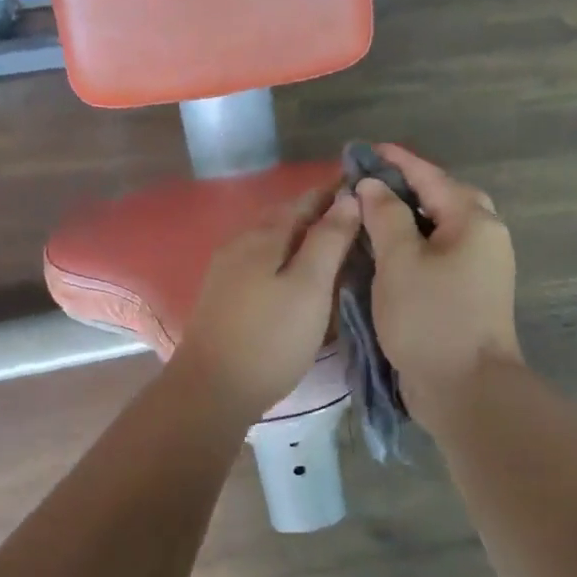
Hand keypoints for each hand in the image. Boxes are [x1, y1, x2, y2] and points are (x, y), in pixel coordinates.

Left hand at [172, 187, 361, 421]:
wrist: (211, 390)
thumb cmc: (270, 338)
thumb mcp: (309, 287)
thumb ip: (329, 240)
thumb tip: (348, 197)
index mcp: (264, 235)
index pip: (305, 199)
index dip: (334, 191)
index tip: (365, 187)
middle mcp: (241, 243)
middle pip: (285, 217)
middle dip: (319, 212)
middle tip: (356, 218)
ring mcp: (227, 270)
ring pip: (272, 240)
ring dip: (302, 236)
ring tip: (334, 245)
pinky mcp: (223, 295)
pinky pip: (262, 262)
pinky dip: (286, 258)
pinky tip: (299, 275)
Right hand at [354, 146, 520, 432]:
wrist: (466, 389)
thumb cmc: (431, 319)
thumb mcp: (400, 261)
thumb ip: (385, 215)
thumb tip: (373, 185)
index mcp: (474, 222)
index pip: (431, 177)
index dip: (397, 161)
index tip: (365, 149)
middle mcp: (484, 238)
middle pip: (443, 200)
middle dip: (406, 188)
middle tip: (368, 185)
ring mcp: (480, 269)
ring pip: (441, 230)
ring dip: (407, 219)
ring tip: (370, 214)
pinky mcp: (469, 294)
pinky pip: (439, 255)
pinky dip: (413, 247)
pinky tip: (386, 253)